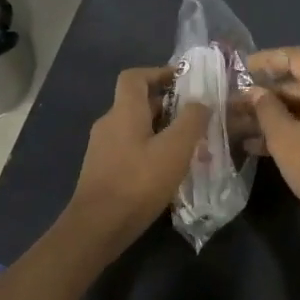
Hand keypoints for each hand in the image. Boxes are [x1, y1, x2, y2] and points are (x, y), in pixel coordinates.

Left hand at [66, 66, 208, 254]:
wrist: (98, 226)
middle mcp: (109, 123)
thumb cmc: (138, 182)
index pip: (135, 76)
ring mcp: (102, 148)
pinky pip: (131, 149)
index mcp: (124, 111)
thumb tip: (201, 102)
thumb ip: (192, 120)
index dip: (159, 73)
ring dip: (162, 130)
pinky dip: (151, 150)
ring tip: (190, 146)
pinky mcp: (103, 170)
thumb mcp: (175, 149)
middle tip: (197, 117)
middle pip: (138, 102)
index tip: (184, 81)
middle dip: (169, 106)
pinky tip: (169, 170)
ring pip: (136, 128)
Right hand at [247, 47, 299, 243]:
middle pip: (299, 80)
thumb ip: (266, 109)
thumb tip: (256, 92)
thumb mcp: (284, 138)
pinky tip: (260, 147)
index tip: (242, 69)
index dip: (268, 59)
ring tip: (240, 126)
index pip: (297, 56)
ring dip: (273, 113)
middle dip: (266, 91)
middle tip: (235, 104)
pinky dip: (289, 128)